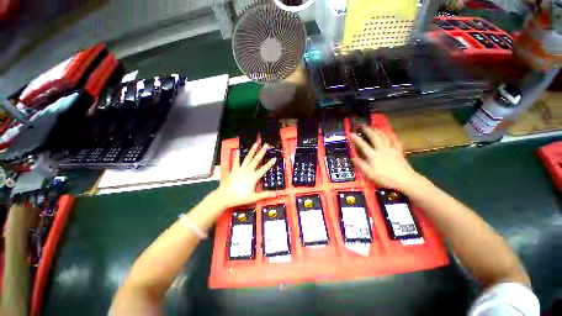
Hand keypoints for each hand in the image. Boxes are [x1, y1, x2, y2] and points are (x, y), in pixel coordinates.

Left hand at [215, 142, 276, 207]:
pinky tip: (238, 150)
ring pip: (248, 158)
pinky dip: (237, 155)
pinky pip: (236, 161)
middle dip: (262, 152)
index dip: (270, 163)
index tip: (274, 158)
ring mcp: (241, 169)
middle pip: (256, 160)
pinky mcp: (234, 169)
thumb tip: (276, 193)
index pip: (264, 169)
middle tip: (266, 145)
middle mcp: (248, 171)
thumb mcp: (254, 197)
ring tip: (256, 144)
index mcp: (253, 177)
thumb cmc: (240, 197)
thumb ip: (265, 194)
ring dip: (252, 150)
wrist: (225, 196)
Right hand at [350, 126, 419, 190]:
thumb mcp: (370, 174)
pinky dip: (392, 136)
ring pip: (384, 137)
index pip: (363, 145)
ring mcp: (391, 150)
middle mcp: (381, 150)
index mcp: (373, 156)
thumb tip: (352, 158)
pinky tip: (390, 133)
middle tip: (363, 125)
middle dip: (368, 130)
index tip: (351, 133)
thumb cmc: (386, 178)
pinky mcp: (398, 151)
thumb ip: (361, 165)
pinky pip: (395, 141)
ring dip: (378, 131)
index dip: (356, 139)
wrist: (405, 180)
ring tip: (374, 127)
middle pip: (374, 138)